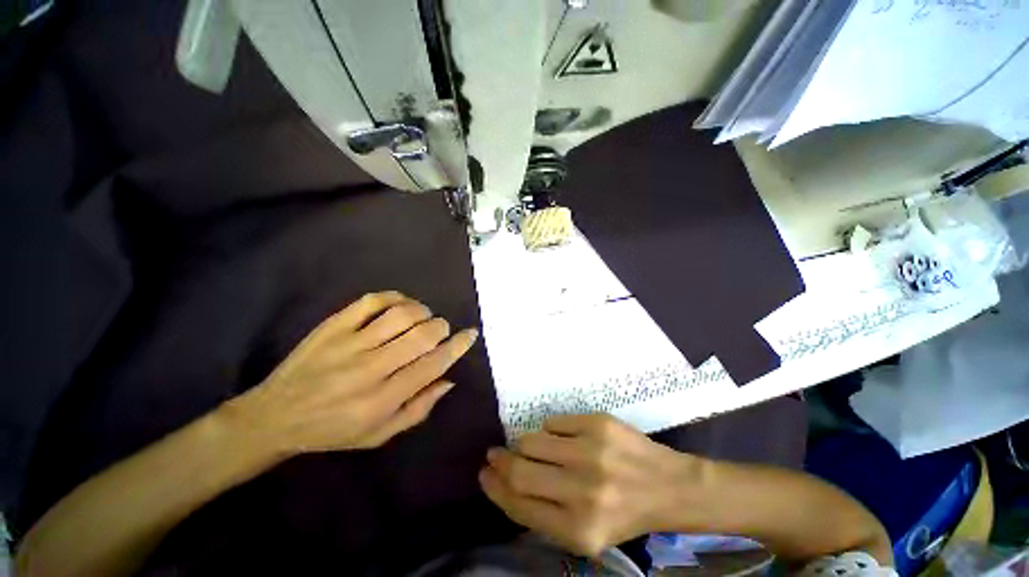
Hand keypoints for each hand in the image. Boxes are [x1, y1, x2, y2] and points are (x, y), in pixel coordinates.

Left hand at [220, 291, 478, 455]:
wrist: (282, 413)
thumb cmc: (332, 431)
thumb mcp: (377, 437)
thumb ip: (415, 411)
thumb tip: (447, 382)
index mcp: (384, 399)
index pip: (432, 365)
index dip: (456, 347)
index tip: (470, 335)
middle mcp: (371, 367)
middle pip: (420, 335)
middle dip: (441, 327)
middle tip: (443, 330)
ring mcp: (350, 342)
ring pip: (398, 314)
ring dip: (421, 310)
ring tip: (424, 316)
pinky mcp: (332, 325)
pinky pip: (370, 302)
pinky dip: (392, 297)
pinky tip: (399, 304)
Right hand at [479, 414, 705, 556]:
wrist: (671, 489)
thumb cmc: (623, 519)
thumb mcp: (581, 539)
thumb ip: (538, 519)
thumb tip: (499, 483)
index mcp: (575, 528)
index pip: (515, 504)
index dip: (492, 488)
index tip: (485, 475)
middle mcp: (582, 492)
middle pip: (517, 472)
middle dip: (498, 463)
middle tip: (495, 458)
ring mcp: (593, 454)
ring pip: (530, 442)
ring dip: (523, 447)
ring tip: (532, 452)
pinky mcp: (603, 425)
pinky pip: (553, 423)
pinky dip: (548, 432)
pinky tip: (560, 442)